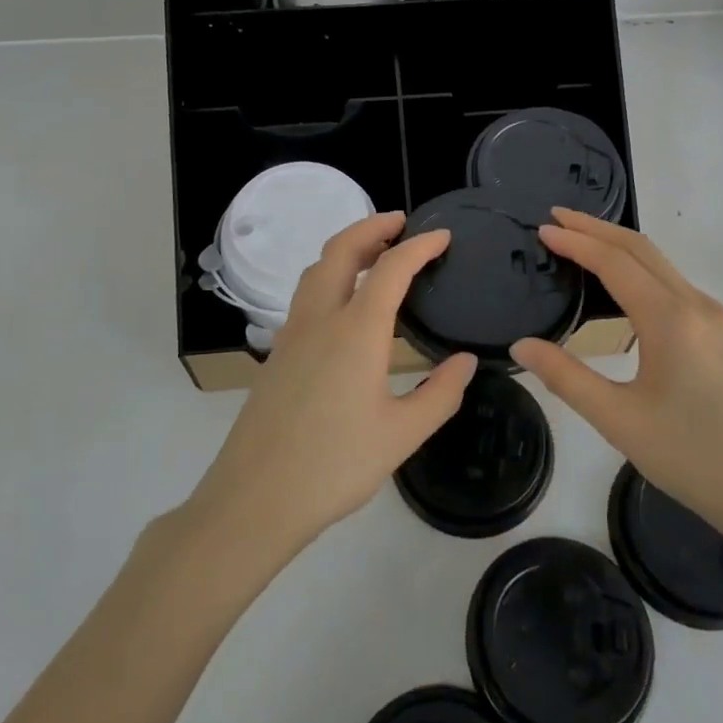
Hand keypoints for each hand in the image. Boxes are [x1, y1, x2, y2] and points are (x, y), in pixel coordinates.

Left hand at [187, 212, 476, 560]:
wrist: (255, 498)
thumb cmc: (334, 466)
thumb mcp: (402, 435)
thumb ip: (441, 394)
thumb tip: (467, 362)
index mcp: (356, 331)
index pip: (392, 268)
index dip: (419, 246)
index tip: (443, 236)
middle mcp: (320, 319)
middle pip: (341, 250)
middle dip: (372, 227)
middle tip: (401, 224)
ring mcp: (292, 333)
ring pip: (317, 269)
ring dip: (347, 249)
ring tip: (375, 254)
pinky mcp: (277, 353)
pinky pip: (306, 295)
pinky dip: (330, 276)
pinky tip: (345, 305)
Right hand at [510, 209, 722, 563]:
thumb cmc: (693, 458)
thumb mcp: (619, 421)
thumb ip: (566, 378)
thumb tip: (521, 345)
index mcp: (671, 320)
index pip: (615, 262)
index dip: (576, 241)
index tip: (542, 228)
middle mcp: (697, 305)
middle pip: (641, 249)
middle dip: (596, 228)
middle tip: (556, 218)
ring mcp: (717, 317)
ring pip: (661, 264)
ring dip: (619, 246)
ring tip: (580, 243)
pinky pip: (674, 284)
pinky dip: (640, 269)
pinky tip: (621, 285)